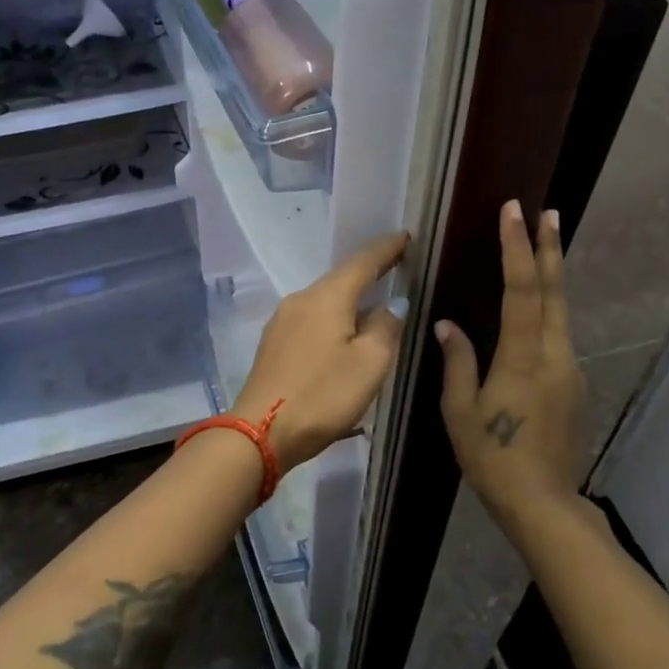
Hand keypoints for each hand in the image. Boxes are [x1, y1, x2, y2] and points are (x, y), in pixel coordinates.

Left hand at [231, 231, 409, 470]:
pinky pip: (311, 322)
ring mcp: (281, 323)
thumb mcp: (370, 363)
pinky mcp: (273, 345)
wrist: (261, 432)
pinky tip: (343, 336)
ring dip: (349, 301)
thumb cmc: (323, 395)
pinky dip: (332, 322)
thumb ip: (385, 327)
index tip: (406, 236)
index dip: (387, 248)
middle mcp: (300, 300)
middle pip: (340, 280)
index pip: (363, 262)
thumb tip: (390, 306)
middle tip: (396, 268)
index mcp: (326, 297)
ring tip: (374, 305)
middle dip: (368, 274)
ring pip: (324, 303)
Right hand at [434, 201, 586, 523]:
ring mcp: (569, 370)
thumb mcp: (459, 410)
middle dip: (549, 248)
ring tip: (542, 246)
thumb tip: (447, 325)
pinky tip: (535, 309)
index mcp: (522, 358)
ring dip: (551, 275)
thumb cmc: (491, 457)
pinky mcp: (573, 385)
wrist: (542, 501)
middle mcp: (554, 355)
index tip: (513, 213)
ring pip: (561, 312)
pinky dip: (548, 309)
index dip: (516, 248)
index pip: (521, 290)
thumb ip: (458, 362)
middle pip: (554, 292)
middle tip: (546, 212)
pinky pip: (559, 335)